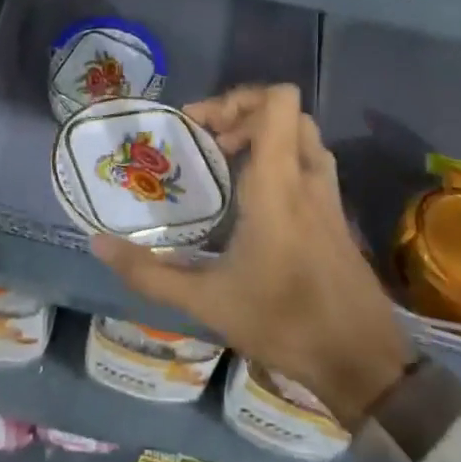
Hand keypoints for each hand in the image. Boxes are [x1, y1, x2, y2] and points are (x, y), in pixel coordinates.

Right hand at [92, 84, 414, 428]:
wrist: (362, 363)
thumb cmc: (284, 323)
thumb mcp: (206, 302)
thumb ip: (149, 273)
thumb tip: (98, 244)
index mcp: (278, 184)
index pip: (278, 102)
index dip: (237, 99)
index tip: (200, 128)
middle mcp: (308, 178)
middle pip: (288, 111)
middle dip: (245, 114)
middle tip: (209, 144)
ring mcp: (329, 196)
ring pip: (304, 136)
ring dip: (267, 135)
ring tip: (229, 163)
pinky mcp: (338, 216)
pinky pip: (311, 163)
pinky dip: (283, 160)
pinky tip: (256, 201)